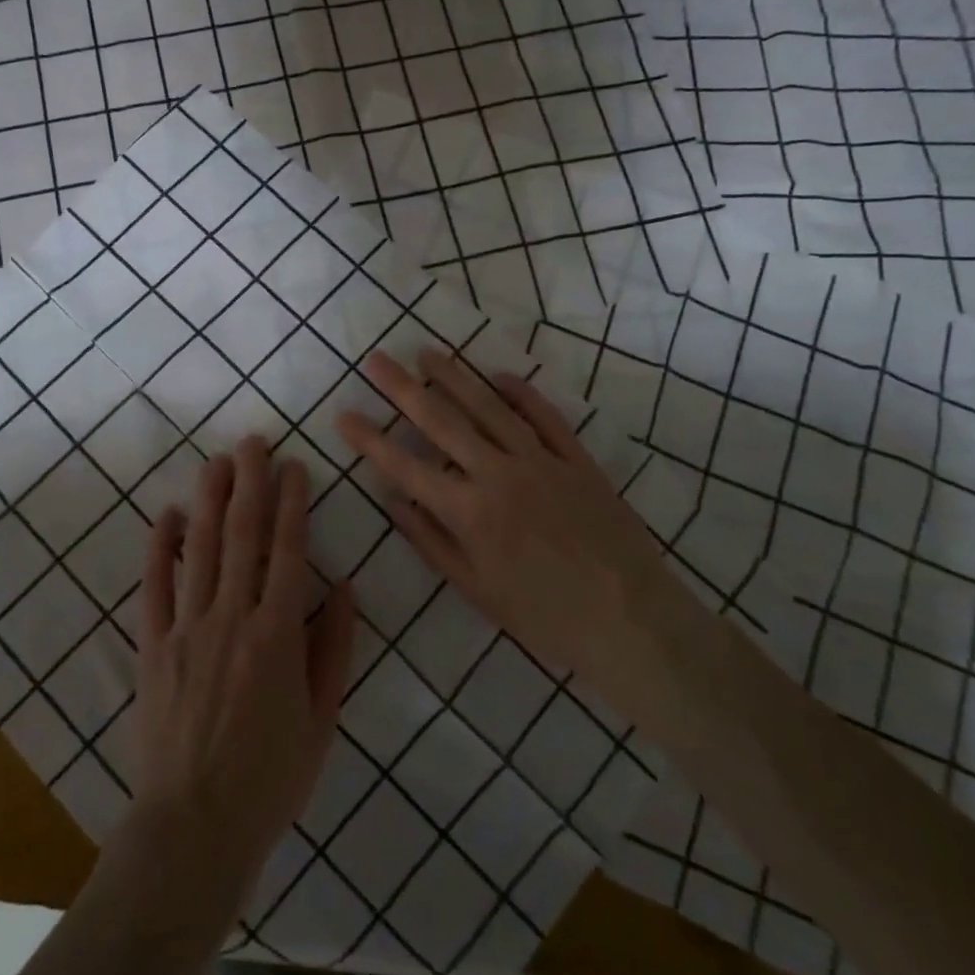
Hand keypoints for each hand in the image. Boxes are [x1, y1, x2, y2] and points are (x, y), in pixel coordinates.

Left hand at [126, 436, 355, 906]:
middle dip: (250, 482)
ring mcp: (187, 627)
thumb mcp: (322, 719)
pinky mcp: (153, 644)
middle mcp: (232, 617)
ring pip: (200, 548)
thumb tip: (345, 585)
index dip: (292, 502)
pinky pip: (155, 584)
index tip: (295, 466)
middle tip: (254, 441)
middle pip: (243, 534)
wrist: (194, 826)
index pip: (288, 550)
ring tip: (218, 460)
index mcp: (278, 635)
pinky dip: (159, 546)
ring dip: (209, 498)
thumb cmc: (270, 777)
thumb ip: (334, 647)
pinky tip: (166, 513)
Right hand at [337, 348, 664, 682]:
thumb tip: (394, 502)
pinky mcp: (575, 460)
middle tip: (377, 360)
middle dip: (403, 389)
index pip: (405, 467)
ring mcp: (539, 461)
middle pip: (441, 421)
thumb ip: (432, 542)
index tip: (344, 415)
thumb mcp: (477, 590)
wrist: (630, 621)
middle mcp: (497, 474)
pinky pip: (545, 417)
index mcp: (468, 512)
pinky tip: (500, 375)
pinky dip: (522, 393)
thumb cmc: (544, 617)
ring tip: (427, 353)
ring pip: (489, 407)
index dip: (370, 440)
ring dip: (455, 377)